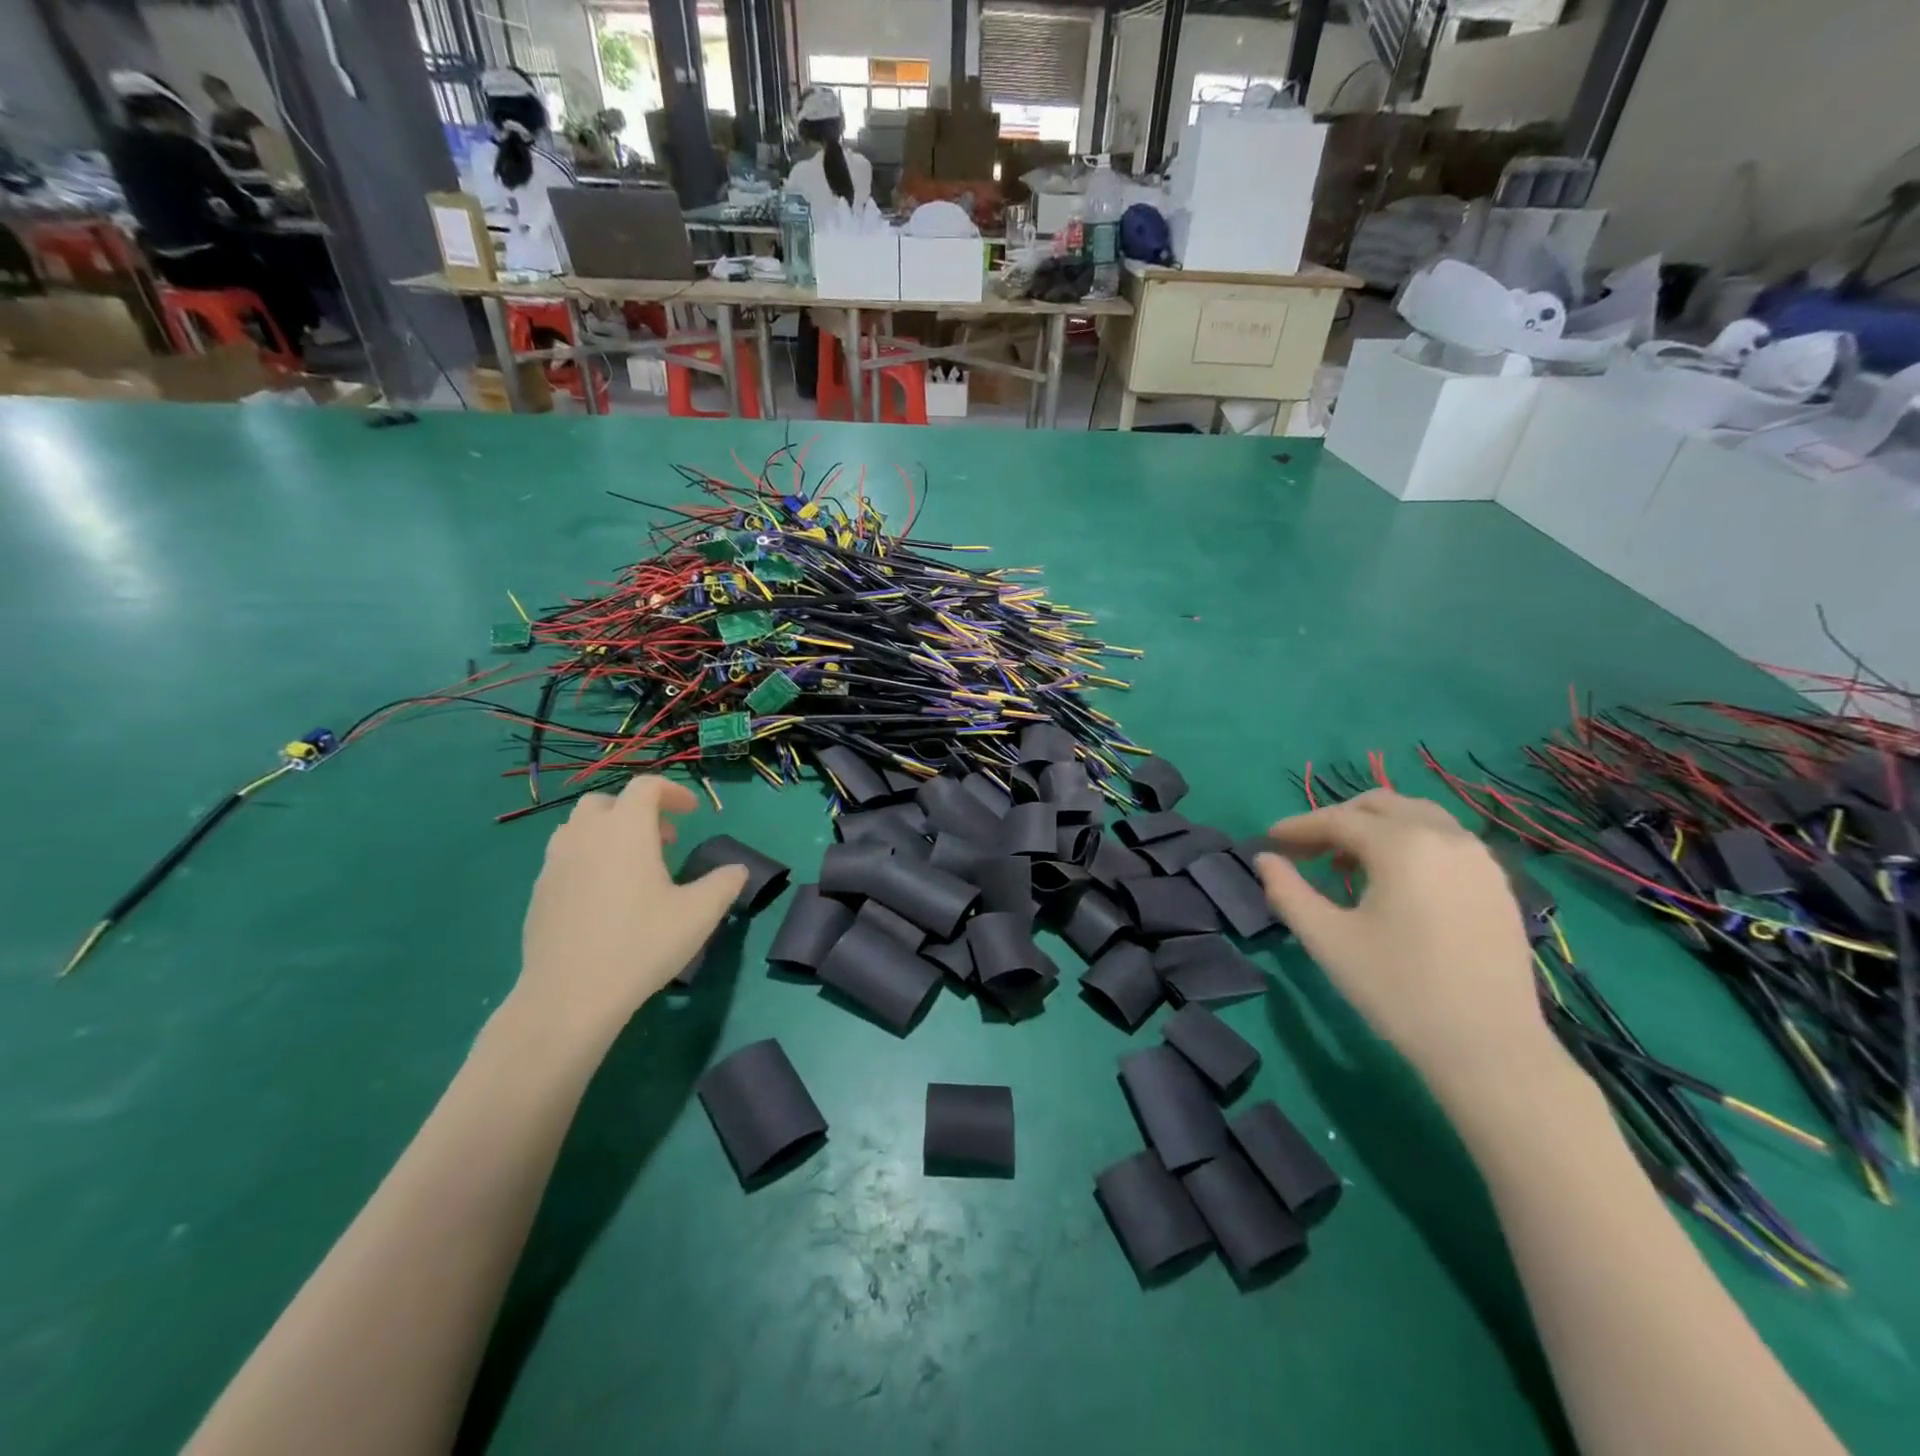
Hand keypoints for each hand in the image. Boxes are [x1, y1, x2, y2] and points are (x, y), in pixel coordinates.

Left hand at [512, 777, 746, 1047]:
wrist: (569, 996)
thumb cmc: (641, 944)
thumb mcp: (699, 914)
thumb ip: (724, 884)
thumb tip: (737, 870)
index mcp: (626, 830)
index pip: (646, 787)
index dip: (673, 792)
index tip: (692, 814)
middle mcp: (586, 835)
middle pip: (607, 801)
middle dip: (638, 811)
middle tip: (664, 839)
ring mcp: (555, 863)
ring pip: (580, 828)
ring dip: (609, 833)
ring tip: (633, 866)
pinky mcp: (538, 893)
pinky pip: (565, 858)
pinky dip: (589, 859)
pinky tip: (605, 897)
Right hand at [1254, 790, 1552, 1106]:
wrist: (1491, 1049)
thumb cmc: (1398, 990)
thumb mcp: (1327, 939)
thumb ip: (1287, 891)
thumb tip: (1265, 860)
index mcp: (1403, 845)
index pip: (1338, 819)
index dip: (1298, 827)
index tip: (1269, 841)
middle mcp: (1446, 837)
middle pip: (1380, 805)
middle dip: (1337, 820)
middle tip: (1306, 851)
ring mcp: (1480, 859)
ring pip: (1417, 817)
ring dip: (1375, 829)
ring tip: (1346, 865)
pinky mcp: (1498, 884)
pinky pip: (1445, 841)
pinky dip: (1410, 843)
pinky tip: (1394, 883)